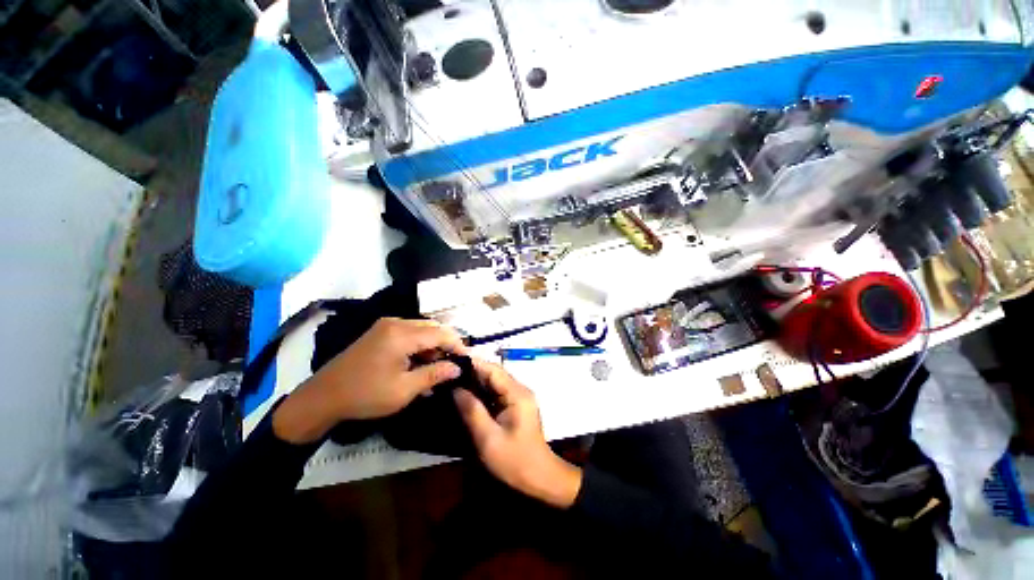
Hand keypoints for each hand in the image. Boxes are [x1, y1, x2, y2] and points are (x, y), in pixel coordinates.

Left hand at [273, 318, 465, 443]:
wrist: (322, 398)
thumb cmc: (365, 395)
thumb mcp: (404, 390)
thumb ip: (434, 374)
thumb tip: (458, 368)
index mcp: (402, 334)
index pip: (441, 333)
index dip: (458, 345)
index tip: (467, 361)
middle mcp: (396, 322)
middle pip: (433, 328)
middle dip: (446, 345)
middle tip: (454, 365)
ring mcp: (386, 326)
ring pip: (422, 330)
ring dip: (433, 346)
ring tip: (438, 368)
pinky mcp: (380, 332)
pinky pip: (409, 334)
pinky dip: (419, 346)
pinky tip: (420, 364)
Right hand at [454, 358, 581, 508]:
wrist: (539, 478)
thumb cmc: (514, 460)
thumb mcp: (488, 439)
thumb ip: (472, 411)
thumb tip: (455, 388)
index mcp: (517, 393)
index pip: (492, 369)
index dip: (472, 363)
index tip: (451, 362)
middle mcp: (519, 389)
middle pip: (493, 373)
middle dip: (471, 372)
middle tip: (447, 374)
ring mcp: (518, 396)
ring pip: (494, 382)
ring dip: (475, 381)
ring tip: (452, 382)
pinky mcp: (515, 405)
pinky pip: (496, 392)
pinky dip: (481, 392)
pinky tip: (466, 396)